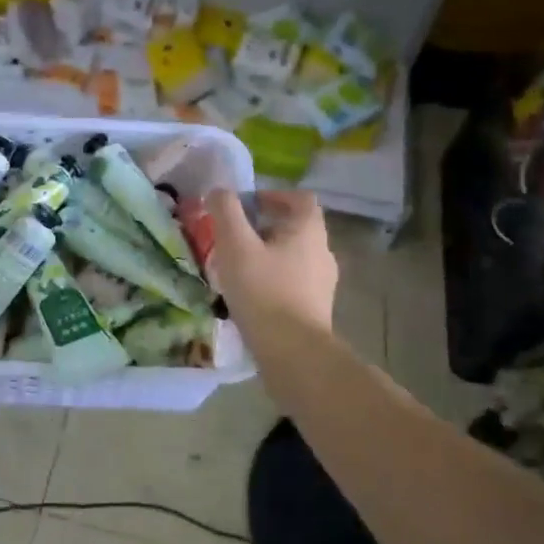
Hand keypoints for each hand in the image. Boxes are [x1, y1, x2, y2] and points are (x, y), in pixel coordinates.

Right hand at [204, 188, 337, 333]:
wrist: (293, 353)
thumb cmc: (263, 291)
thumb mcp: (236, 246)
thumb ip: (226, 212)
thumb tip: (219, 191)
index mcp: (309, 231)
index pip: (301, 199)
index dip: (275, 195)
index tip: (249, 205)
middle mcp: (323, 252)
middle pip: (297, 228)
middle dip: (266, 227)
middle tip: (236, 236)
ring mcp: (324, 283)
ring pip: (295, 257)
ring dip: (269, 255)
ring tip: (240, 267)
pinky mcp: (317, 309)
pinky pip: (295, 283)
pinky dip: (275, 280)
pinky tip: (252, 295)